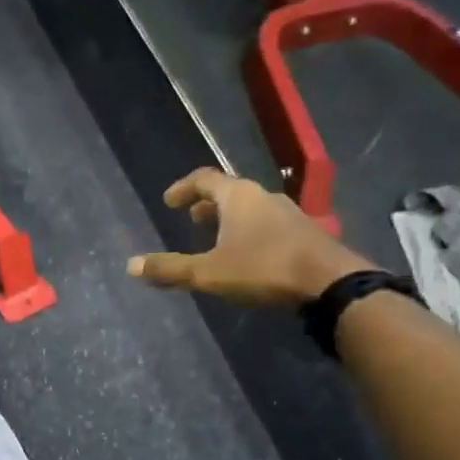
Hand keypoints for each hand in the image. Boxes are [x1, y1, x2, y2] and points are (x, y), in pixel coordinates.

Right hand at [127, 168, 372, 306]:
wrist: (328, 281)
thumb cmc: (263, 268)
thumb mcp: (209, 272)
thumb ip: (171, 269)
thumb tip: (131, 266)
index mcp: (237, 196)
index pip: (204, 178)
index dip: (183, 188)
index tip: (169, 201)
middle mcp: (262, 196)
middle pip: (229, 192)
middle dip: (207, 204)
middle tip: (191, 218)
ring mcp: (287, 212)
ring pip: (250, 208)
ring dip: (229, 219)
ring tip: (216, 238)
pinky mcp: (303, 232)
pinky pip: (267, 223)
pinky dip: (249, 231)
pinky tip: (248, 255)